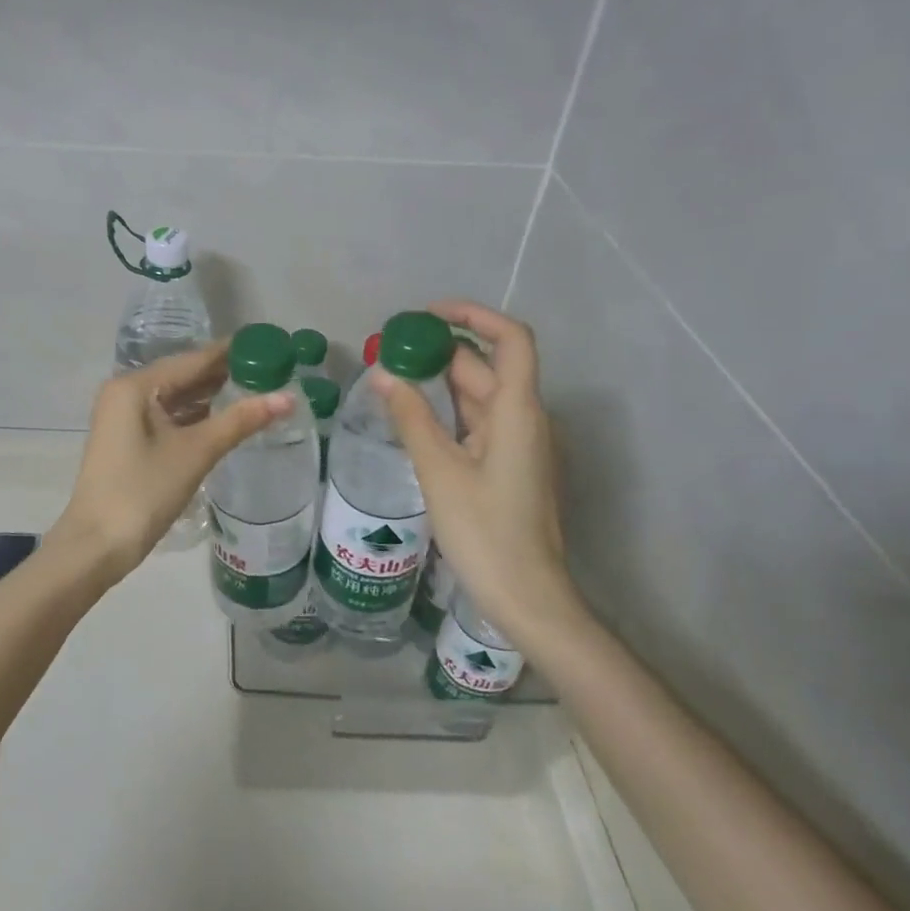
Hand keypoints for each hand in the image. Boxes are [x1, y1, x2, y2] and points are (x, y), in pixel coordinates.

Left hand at [52, 344, 290, 587]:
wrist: (97, 545)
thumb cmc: (143, 491)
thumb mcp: (195, 452)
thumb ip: (241, 420)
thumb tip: (288, 398)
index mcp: (135, 386)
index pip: (192, 359)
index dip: (231, 353)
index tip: (267, 345)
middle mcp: (126, 393)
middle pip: (183, 376)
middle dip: (224, 375)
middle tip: (271, 370)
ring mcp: (124, 418)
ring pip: (176, 398)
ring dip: (212, 396)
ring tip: (257, 391)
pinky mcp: (129, 441)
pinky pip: (168, 417)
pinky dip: (196, 417)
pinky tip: (225, 418)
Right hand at [368, 300, 581, 645]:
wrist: (526, 595)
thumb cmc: (485, 531)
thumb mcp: (439, 471)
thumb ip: (411, 418)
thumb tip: (383, 375)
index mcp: (517, 412)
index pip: (511, 339)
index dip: (474, 316)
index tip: (427, 315)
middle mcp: (524, 419)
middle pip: (487, 366)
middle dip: (441, 351)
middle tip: (389, 350)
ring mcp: (519, 444)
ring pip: (480, 396)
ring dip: (441, 381)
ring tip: (393, 376)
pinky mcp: (509, 466)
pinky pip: (478, 423)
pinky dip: (448, 411)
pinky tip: (414, 417)